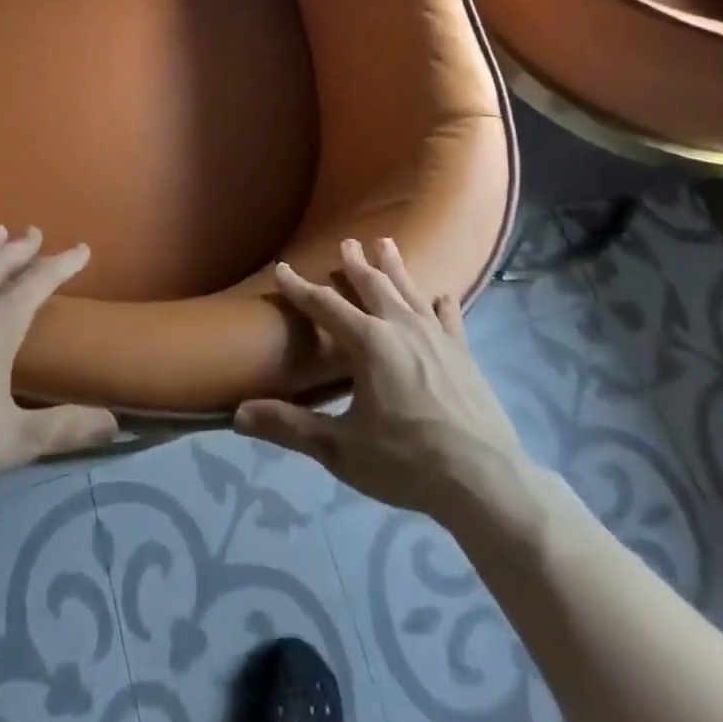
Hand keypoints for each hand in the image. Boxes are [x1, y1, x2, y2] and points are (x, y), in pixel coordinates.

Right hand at [235, 239, 530, 523]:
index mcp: (368, 343)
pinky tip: (443, 296)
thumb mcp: (341, 449)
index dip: (300, 287)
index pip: (324, 305)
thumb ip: (291, 428)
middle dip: (355, 264)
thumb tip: (238, 415)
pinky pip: (450, 319)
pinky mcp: (464, 354)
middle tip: (347, 241)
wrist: (485, 480)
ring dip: (395, 268)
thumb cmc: (407, 461)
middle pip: (372, 286)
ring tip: (386, 243)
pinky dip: (443, 305)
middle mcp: (401, 327)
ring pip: (410, 291)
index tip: (282, 268)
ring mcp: (437, 337)